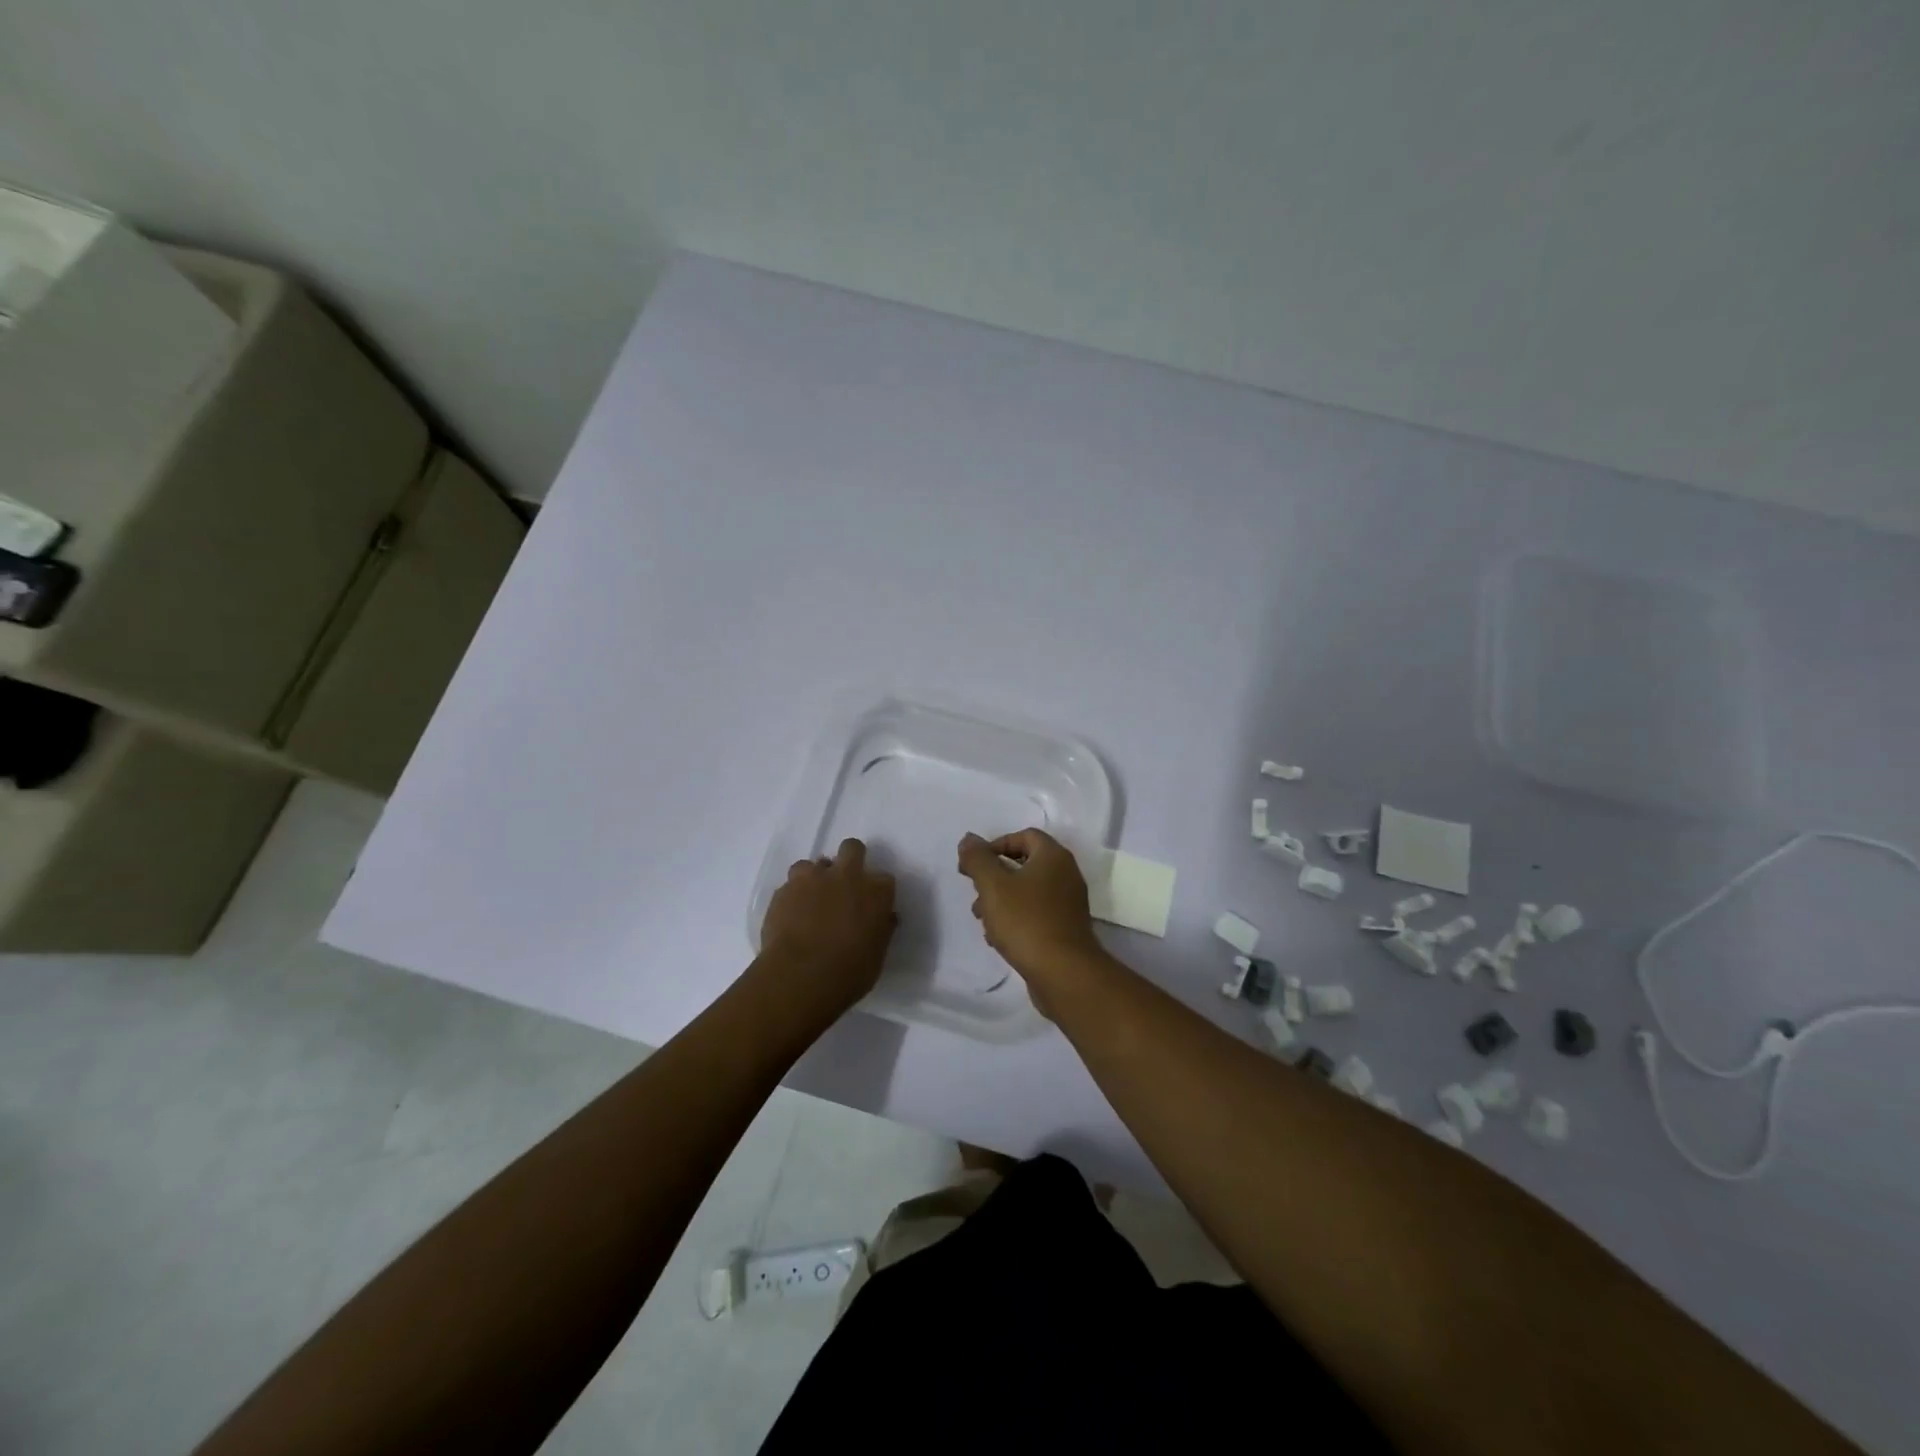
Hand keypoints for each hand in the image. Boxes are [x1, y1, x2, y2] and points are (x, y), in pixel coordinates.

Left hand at [757, 838, 896, 1019]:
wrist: (800, 976)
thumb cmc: (849, 972)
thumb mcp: (876, 956)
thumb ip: (881, 930)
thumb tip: (884, 918)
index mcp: (876, 891)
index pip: (884, 879)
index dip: (876, 891)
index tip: (871, 905)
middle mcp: (847, 875)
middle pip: (852, 848)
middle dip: (850, 859)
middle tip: (843, 885)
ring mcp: (813, 878)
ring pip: (814, 863)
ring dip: (815, 878)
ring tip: (811, 902)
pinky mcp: (784, 889)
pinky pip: (791, 884)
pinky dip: (793, 895)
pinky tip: (791, 915)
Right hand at [956, 829, 1108, 1009]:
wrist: (1064, 972)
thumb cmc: (1026, 921)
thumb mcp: (993, 885)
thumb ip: (977, 859)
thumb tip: (968, 840)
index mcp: (1053, 856)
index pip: (1024, 836)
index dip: (996, 845)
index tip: (974, 865)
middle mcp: (1066, 874)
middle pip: (1024, 864)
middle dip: (994, 877)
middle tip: (975, 892)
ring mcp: (1068, 903)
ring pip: (1028, 892)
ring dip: (1001, 900)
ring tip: (982, 920)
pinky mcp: (1065, 928)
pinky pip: (1036, 914)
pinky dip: (1015, 919)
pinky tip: (998, 939)